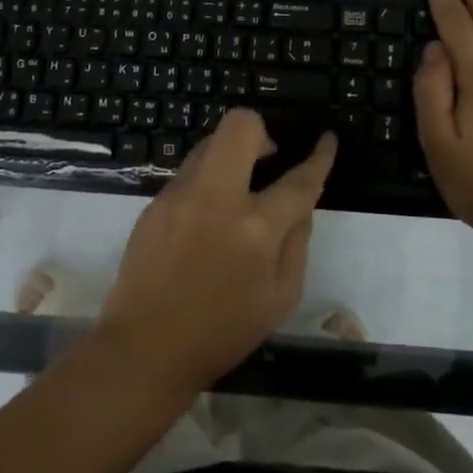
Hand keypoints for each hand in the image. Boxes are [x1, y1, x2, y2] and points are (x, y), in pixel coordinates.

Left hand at [97, 109, 336, 390]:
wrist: (147, 346)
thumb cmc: (223, 331)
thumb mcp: (281, 297)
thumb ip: (297, 242)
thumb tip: (300, 205)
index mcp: (256, 229)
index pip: (298, 179)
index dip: (319, 156)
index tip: (326, 140)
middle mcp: (216, 199)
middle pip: (240, 127)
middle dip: (262, 132)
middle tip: (268, 159)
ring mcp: (179, 196)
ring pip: (209, 144)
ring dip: (231, 156)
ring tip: (237, 189)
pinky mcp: (154, 203)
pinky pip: (188, 173)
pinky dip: (206, 182)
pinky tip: (206, 217)